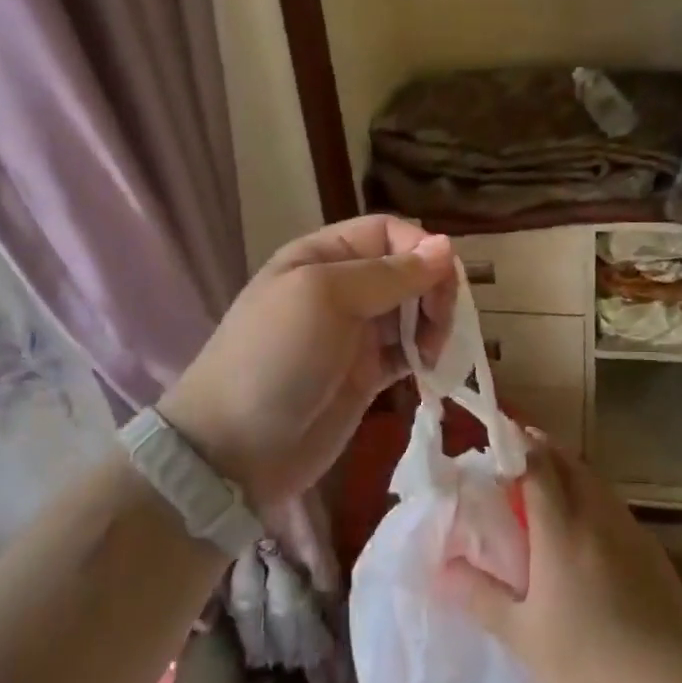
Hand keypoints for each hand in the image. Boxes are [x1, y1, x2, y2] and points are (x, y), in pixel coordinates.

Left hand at [158, 215, 456, 508]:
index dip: (420, 249)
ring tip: (431, 353)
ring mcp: (354, 334)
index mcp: (323, 256)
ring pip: (412, 311)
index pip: (387, 232)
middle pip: (406, 270)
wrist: (235, 450)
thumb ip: (388, 273)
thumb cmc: (276, 357)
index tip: (442, 282)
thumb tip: (446, 246)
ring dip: (433, 324)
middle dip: (432, 289)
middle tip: (439, 325)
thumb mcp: (325, 297)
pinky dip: (424, 355)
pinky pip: (407, 352)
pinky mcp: (365, 375)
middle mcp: (341, 288)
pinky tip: (429, 369)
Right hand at [438, 437, 681, 682]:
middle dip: (544, 448)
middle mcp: (596, 517)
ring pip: (596, 482)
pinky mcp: (651, 549)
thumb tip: (441, 570)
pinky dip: (594, 496)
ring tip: (550, 481)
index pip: (538, 467)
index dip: (518, 447)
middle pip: (570, 463)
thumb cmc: (588, 660)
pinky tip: (587, 526)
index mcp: (561, 531)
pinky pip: (614, 506)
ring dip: (571, 469)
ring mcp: (629, 530)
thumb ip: (479, 596)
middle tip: (521, 451)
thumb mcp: (521, 634)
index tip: (500, 440)